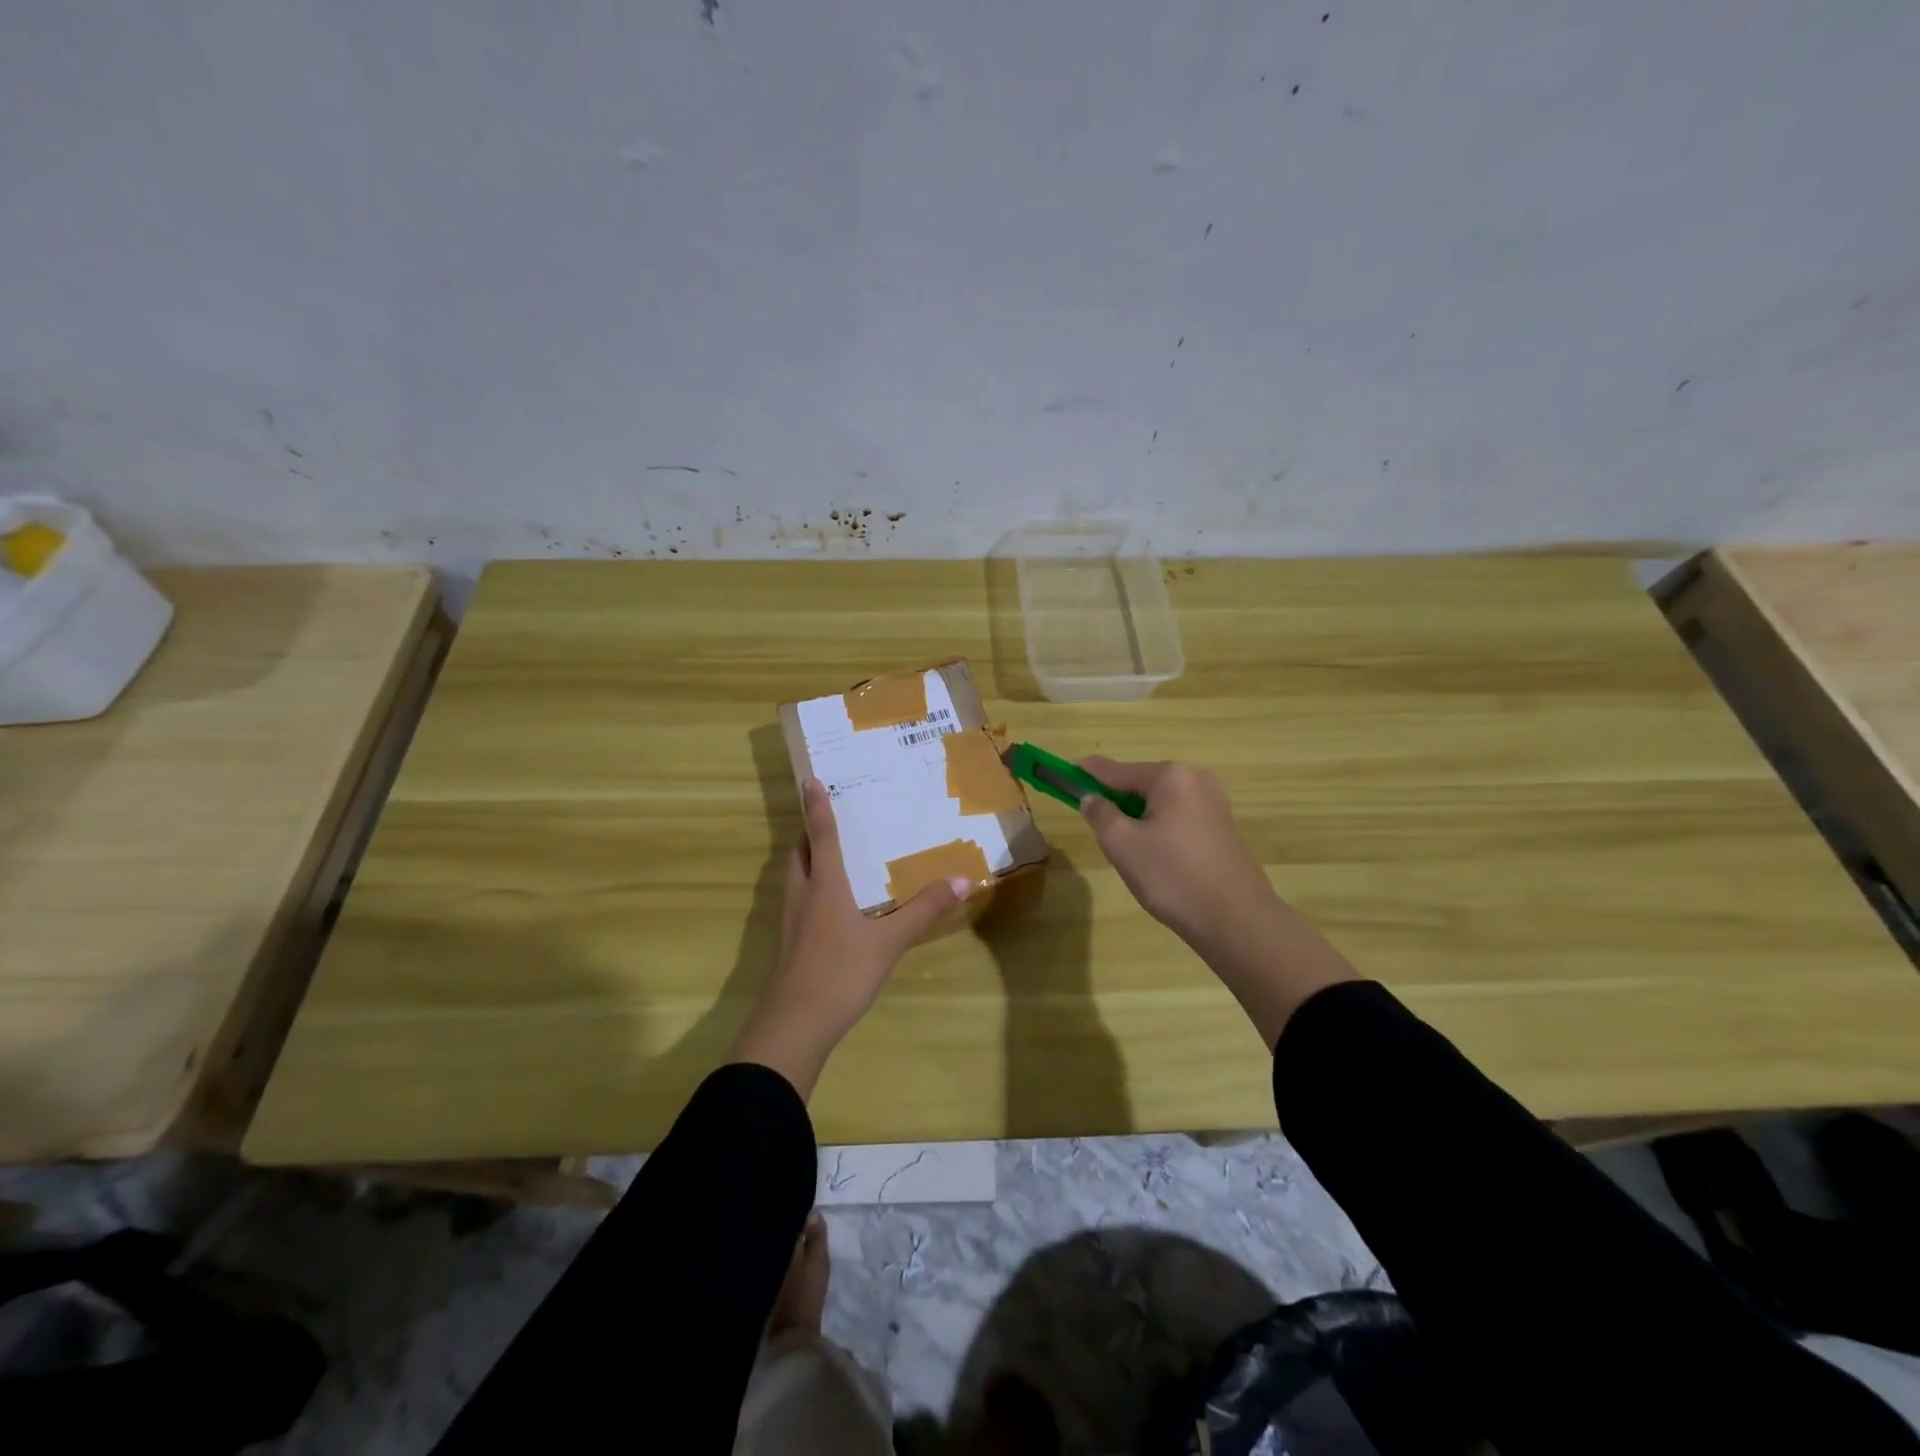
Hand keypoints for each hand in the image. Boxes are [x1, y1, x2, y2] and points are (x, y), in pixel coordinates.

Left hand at [730, 777, 971, 1094]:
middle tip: (826, 819)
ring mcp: (791, 922)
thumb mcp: (889, 941)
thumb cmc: (841, 972)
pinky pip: (797, 902)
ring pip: (793, 878)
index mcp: (825, 885)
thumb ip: (924, 910)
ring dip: (805, 860)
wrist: (795, 1023)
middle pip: (798, 853)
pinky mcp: (789, 944)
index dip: (817, 806)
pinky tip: (829, 906)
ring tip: (828, 856)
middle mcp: (803, 895)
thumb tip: (961, 879)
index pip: (821, 835)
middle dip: (808, 833)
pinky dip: (809, 890)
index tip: (810, 780)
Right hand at [1079, 757, 1355, 1046]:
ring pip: (1159, 803)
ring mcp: (1214, 803)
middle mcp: (1195, 779)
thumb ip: (1100, 814)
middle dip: (1116, 801)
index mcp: (1170, 776)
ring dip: (1137, 818)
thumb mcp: (1122, 844)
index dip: (1086, 774)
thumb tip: (1092, 798)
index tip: (1064, 773)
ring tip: (1129, 852)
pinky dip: (1159, 828)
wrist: (1236, 920)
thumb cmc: (1172, 876)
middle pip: (1139, 783)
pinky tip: (1157, 859)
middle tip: (1099, 830)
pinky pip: (1178, 817)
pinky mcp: (1222, 827)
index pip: (1115, 770)